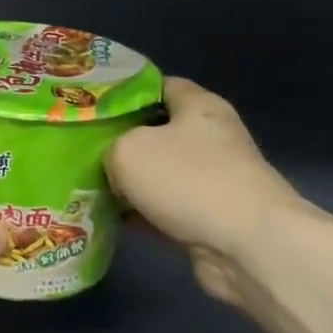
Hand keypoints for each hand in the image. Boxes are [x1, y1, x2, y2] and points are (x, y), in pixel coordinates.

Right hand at [106, 78, 309, 303]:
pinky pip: (168, 207)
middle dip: (121, 141)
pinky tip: (112, 219)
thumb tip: (115, 164)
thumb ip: (111, 147)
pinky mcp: (213, 216)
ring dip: (130, 182)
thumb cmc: (188, 180)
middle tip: (83, 148)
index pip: (157, 85)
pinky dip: (143, 213)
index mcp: (198, 105)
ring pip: (160, 172)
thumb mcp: (127, 150)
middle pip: (156, 130)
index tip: (91, 106)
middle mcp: (211, 136)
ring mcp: (215, 179)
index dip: (123, 93)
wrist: (249, 247)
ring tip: (88, 185)